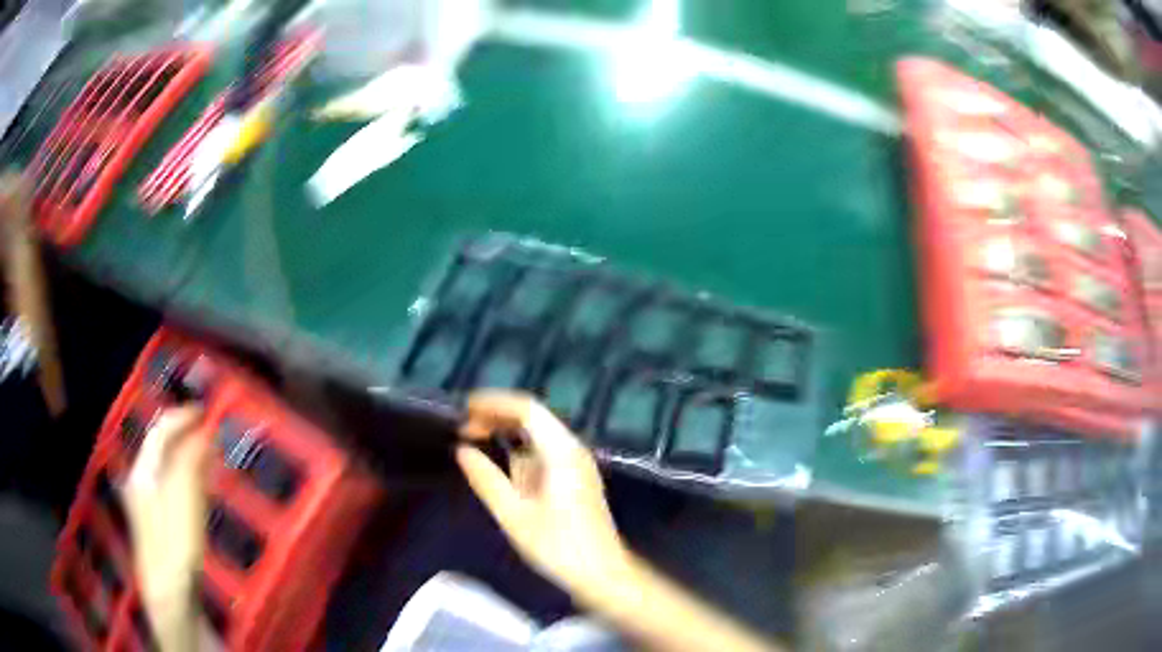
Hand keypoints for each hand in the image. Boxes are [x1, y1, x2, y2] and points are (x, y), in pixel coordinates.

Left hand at [123, 408, 208, 609]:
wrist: (168, 591)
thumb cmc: (175, 541)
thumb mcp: (184, 499)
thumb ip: (191, 461)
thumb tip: (203, 432)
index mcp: (142, 470)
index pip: (159, 432)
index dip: (181, 418)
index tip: (205, 411)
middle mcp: (138, 479)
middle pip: (160, 448)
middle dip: (184, 436)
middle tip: (210, 433)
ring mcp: (144, 501)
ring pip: (164, 467)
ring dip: (186, 456)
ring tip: (209, 456)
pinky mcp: (154, 520)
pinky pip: (168, 485)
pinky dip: (184, 477)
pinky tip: (198, 487)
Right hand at [456, 391, 630, 594]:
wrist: (601, 572)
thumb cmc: (557, 546)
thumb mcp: (513, 514)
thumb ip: (486, 478)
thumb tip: (462, 450)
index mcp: (561, 452)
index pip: (527, 408)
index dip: (494, 403)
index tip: (464, 409)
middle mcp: (572, 449)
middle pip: (534, 417)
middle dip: (497, 416)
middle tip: (464, 428)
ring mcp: (577, 462)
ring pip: (539, 433)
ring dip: (507, 432)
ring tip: (474, 440)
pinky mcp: (576, 477)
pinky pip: (544, 450)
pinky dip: (520, 449)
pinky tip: (501, 463)